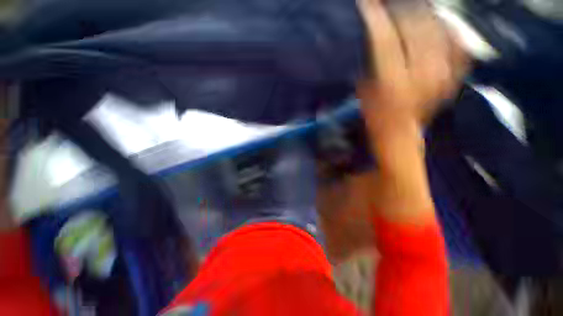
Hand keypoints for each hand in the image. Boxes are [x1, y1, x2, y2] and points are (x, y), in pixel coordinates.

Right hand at [357, 0, 467, 127]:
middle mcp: (422, 74)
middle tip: (391, 6)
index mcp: (393, 82)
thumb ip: (369, 61)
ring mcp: (443, 73)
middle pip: (415, 27)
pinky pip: (457, 41)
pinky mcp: (454, 74)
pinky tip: (439, 24)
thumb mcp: (364, 91)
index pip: (385, 39)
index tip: (368, 3)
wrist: (399, 132)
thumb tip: (373, 33)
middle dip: (401, 10)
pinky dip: (449, 28)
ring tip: (413, 10)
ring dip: (424, 14)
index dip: (375, 17)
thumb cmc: (376, 114)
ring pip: (438, 28)